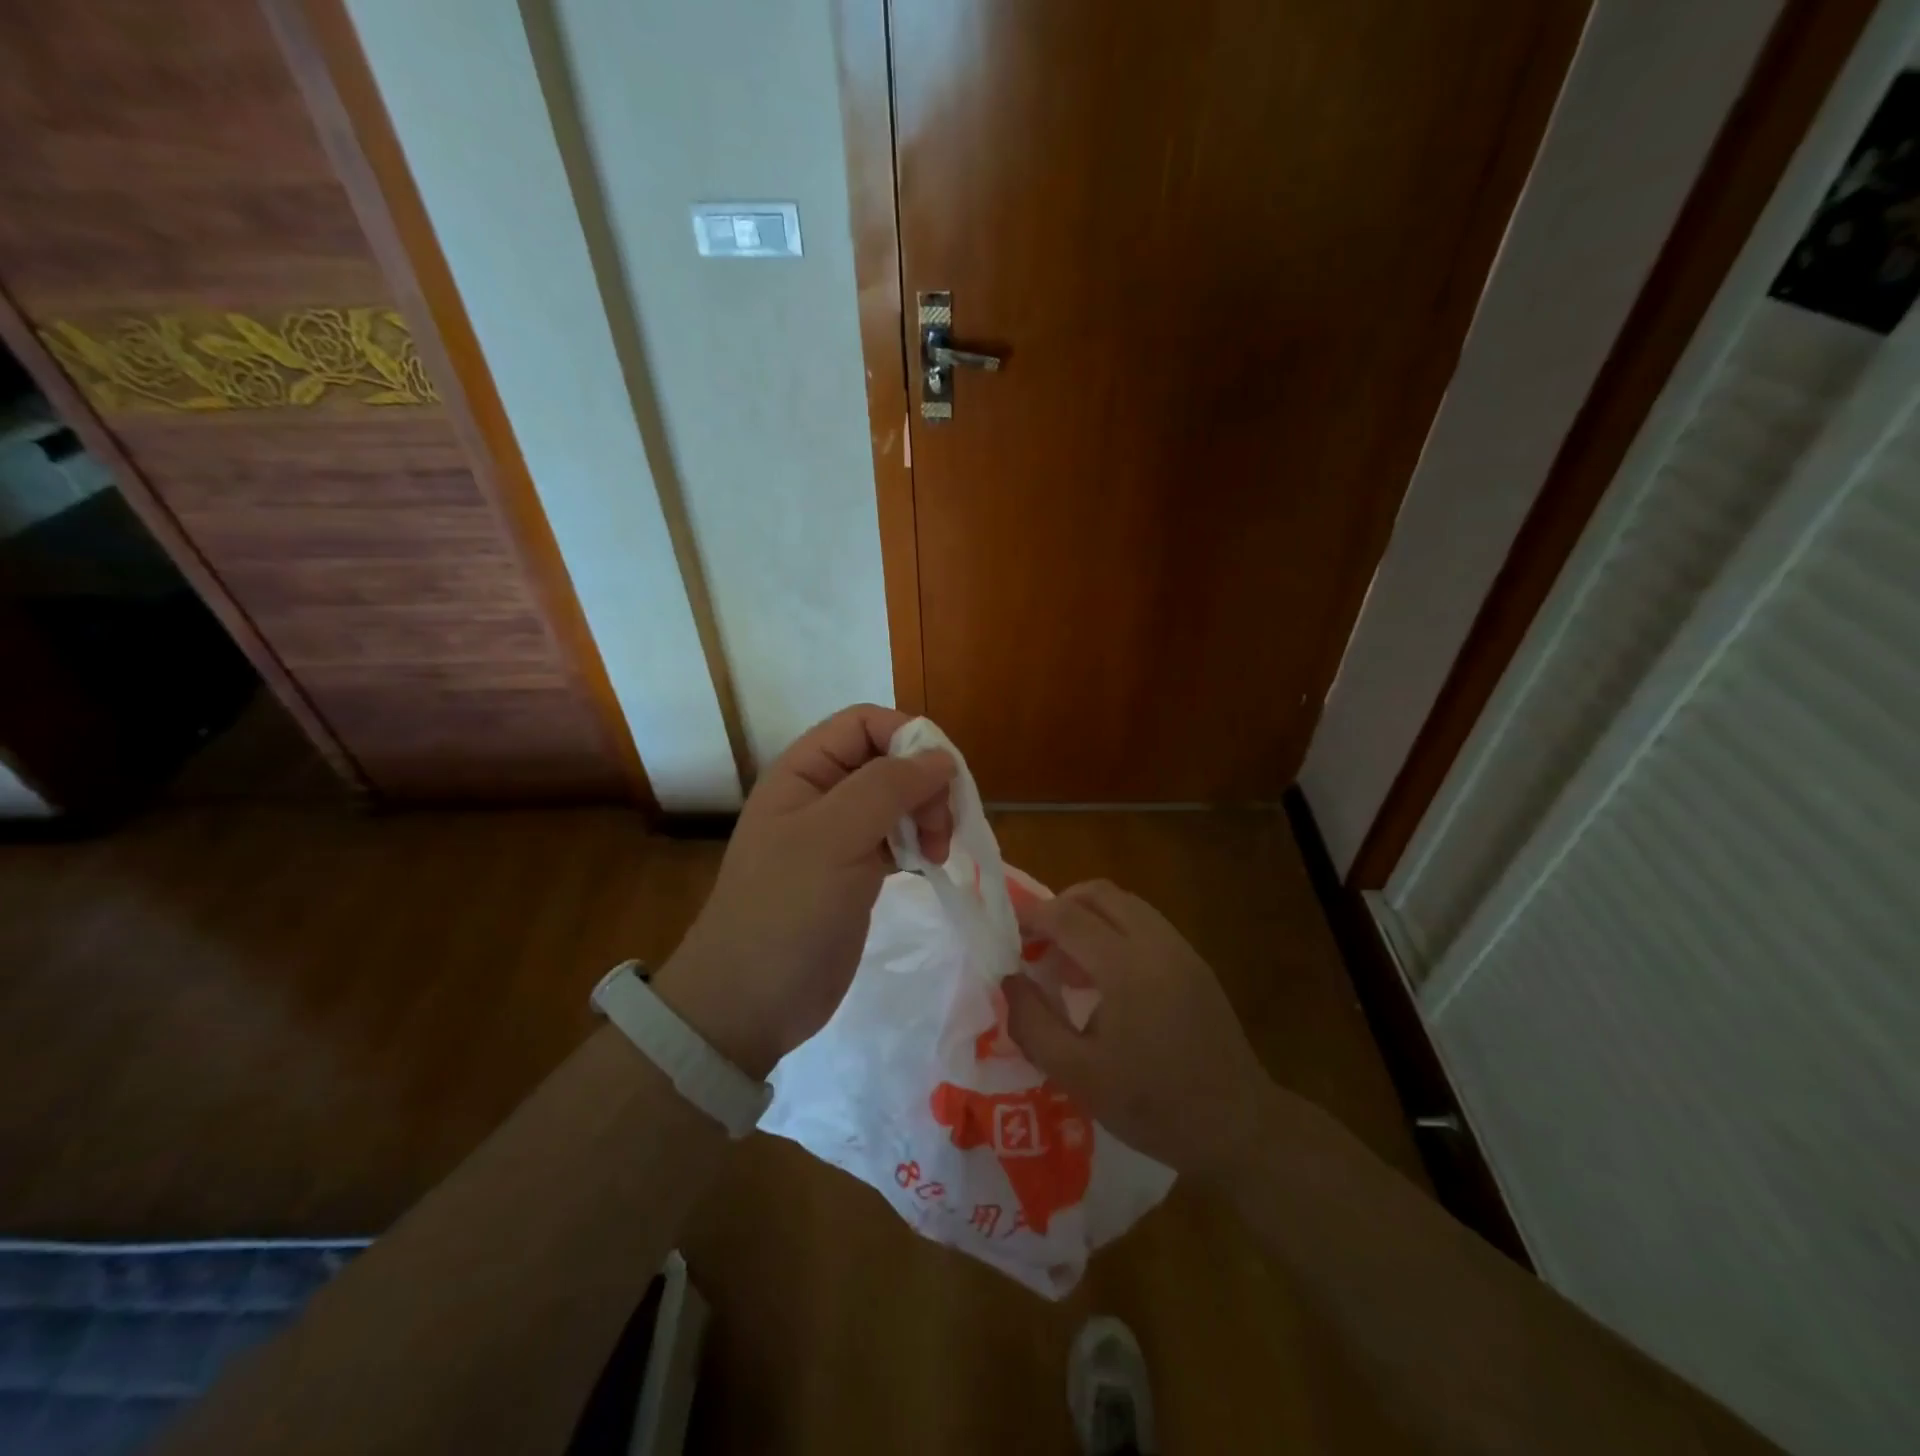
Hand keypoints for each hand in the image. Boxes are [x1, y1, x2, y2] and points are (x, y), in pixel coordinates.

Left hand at [653, 705, 954, 1078]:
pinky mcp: (855, 872)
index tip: (942, 779)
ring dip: (927, 816)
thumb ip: (887, 786)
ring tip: (937, 853)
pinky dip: (919, 843)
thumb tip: (940, 757)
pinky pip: (897, 837)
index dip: (908, 738)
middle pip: (889, 760)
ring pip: (899, 799)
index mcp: (804, 771)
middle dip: (924, 784)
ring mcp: (839, 835)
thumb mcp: (835, 837)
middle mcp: (822, 794)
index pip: (865, 724)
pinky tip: (929, 865)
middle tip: (939, 829)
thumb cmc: (787, 909)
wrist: (751, 1001)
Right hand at [1003, 880, 1284, 1181]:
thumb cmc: (1153, 1106)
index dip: (1031, 916)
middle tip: (1035, 941)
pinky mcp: (1195, 962)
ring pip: (1125, 903)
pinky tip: (1105, 973)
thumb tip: (1008, 979)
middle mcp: (1156, 943)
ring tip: (1067, 956)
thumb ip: (1032, 1023)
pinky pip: (1145, 922)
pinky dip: (1114, 927)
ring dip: (1088, 915)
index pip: (1067, 916)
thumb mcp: (1078, 1076)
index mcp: (1126, 967)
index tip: (1008, 934)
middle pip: (1099, 893)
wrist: (1238, 1127)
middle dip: (1059, 906)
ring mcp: (1181, 949)